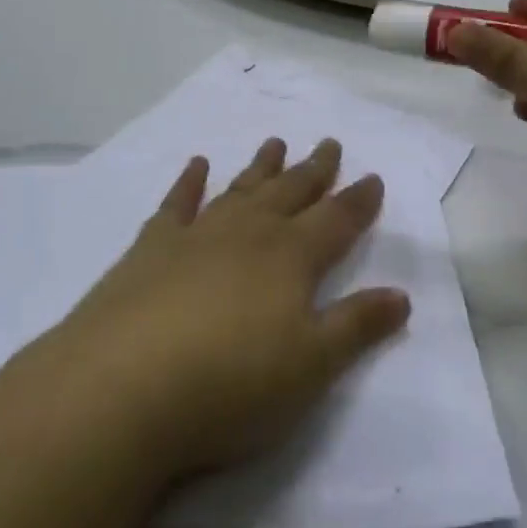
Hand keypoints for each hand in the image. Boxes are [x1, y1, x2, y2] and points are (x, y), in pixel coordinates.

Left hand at [42, 138, 411, 484]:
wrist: (125, 385)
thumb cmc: (230, 383)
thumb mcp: (310, 367)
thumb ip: (356, 326)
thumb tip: (401, 294)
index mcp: (291, 257)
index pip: (336, 220)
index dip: (358, 200)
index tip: (373, 177)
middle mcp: (249, 232)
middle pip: (290, 192)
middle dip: (314, 169)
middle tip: (329, 143)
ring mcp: (198, 233)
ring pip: (241, 189)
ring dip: (261, 166)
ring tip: (276, 142)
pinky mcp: (152, 247)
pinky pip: (177, 203)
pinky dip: (189, 181)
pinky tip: (196, 164)